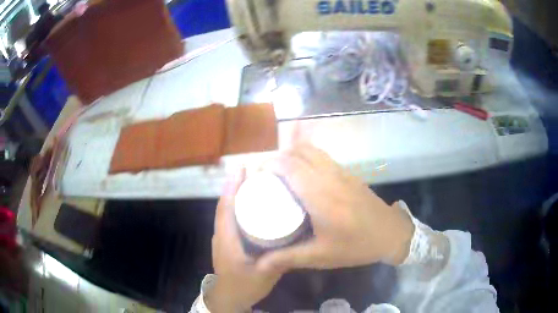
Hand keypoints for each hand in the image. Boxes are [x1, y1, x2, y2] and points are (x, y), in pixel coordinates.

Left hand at [207, 169, 282, 312]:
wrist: (228, 297)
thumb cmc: (244, 286)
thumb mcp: (265, 275)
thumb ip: (279, 259)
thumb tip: (296, 241)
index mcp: (227, 240)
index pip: (226, 208)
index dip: (232, 187)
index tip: (241, 169)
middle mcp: (221, 235)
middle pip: (225, 205)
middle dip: (235, 186)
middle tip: (254, 172)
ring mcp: (222, 239)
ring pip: (226, 212)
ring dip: (235, 195)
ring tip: (253, 184)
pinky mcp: (226, 243)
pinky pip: (229, 220)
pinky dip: (236, 208)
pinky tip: (251, 207)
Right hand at [257, 144, 414, 270]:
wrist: (390, 234)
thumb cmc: (356, 246)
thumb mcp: (321, 256)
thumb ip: (288, 258)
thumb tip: (259, 264)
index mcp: (321, 197)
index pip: (289, 167)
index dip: (269, 165)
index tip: (256, 176)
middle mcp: (329, 177)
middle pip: (297, 152)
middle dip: (277, 159)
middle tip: (266, 177)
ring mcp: (341, 172)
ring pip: (311, 150)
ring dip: (292, 155)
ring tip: (281, 173)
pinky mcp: (348, 173)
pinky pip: (322, 156)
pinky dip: (306, 157)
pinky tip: (303, 176)